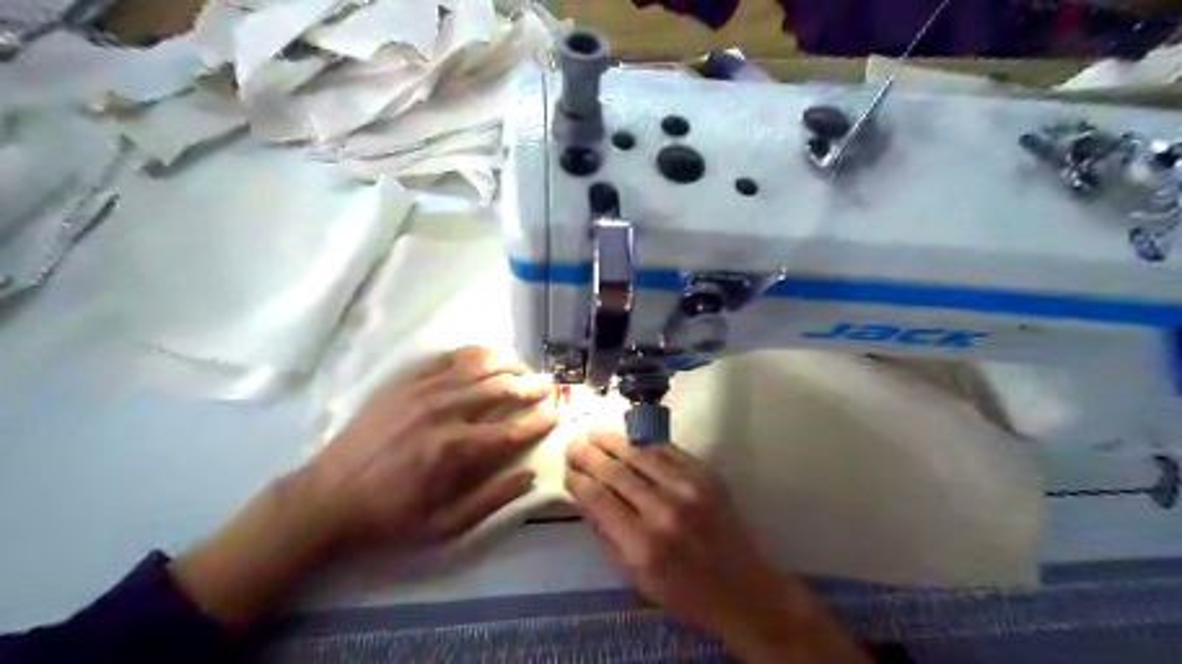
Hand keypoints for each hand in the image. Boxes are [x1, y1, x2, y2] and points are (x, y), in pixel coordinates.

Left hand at [296, 344, 553, 552]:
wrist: (327, 497)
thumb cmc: (390, 517)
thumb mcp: (444, 526)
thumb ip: (492, 501)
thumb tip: (530, 476)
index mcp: (456, 450)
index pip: (512, 428)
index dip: (539, 421)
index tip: (555, 415)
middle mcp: (444, 411)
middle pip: (500, 388)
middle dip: (530, 386)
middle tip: (548, 386)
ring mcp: (423, 391)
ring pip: (478, 365)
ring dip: (508, 363)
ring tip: (524, 367)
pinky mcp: (405, 381)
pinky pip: (447, 357)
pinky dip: (474, 353)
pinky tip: (487, 356)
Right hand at [563, 428, 863, 660]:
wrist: (741, 587)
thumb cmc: (683, 591)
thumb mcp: (634, 576)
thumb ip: (606, 534)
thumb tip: (583, 496)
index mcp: (642, 544)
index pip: (599, 499)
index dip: (579, 481)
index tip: (568, 472)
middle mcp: (664, 511)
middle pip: (616, 472)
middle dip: (589, 455)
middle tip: (573, 444)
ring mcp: (689, 488)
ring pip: (641, 454)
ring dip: (614, 441)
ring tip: (595, 433)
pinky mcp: (707, 475)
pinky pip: (668, 451)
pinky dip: (645, 443)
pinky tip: (630, 438)